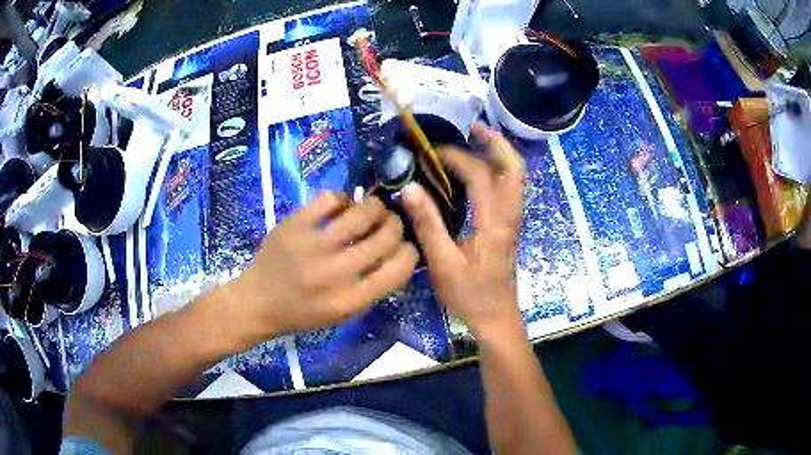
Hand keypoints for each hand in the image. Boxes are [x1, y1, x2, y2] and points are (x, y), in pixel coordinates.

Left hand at [226, 193, 417, 341]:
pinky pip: (331, 198)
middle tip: (389, 223)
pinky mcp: (295, 224)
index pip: (398, 270)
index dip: (411, 253)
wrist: (256, 302)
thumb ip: (372, 287)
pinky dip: (342, 199)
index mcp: (350, 300)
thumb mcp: (343, 313)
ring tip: (370, 211)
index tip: (407, 246)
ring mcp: (313, 245)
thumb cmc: (302, 312)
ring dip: (375, 207)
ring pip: (364, 211)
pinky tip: (340, 208)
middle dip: (396, 225)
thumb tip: (400, 253)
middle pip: (387, 236)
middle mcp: (335, 273)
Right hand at [403, 123, 525, 338]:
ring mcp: (513, 220)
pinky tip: (479, 169)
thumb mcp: (442, 263)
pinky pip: (510, 187)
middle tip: (471, 127)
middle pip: (514, 167)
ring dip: (499, 153)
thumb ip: (428, 225)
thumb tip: (409, 188)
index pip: (480, 175)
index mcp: (494, 222)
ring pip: (516, 176)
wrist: (496, 317)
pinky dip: (498, 169)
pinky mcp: (509, 226)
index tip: (431, 153)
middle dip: (496, 142)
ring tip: (475, 139)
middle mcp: (509, 215)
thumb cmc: (469, 295)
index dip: (456, 157)